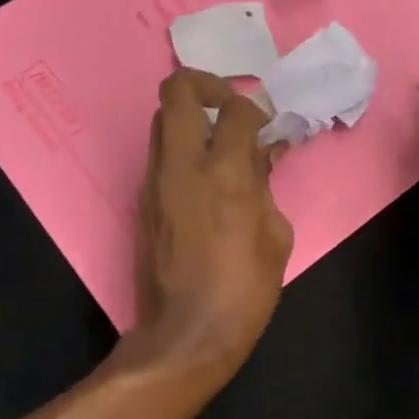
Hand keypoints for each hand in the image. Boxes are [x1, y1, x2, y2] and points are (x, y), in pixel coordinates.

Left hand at [130, 69, 293, 387]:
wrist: (187, 334)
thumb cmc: (245, 288)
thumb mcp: (276, 234)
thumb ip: (267, 183)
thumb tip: (265, 153)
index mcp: (224, 173)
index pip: (235, 109)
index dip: (254, 107)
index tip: (265, 125)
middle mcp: (181, 165)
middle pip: (177, 91)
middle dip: (206, 85)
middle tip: (230, 107)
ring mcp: (155, 181)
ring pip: (161, 120)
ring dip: (190, 117)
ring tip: (219, 143)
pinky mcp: (142, 200)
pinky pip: (160, 154)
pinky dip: (182, 149)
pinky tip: (206, 176)